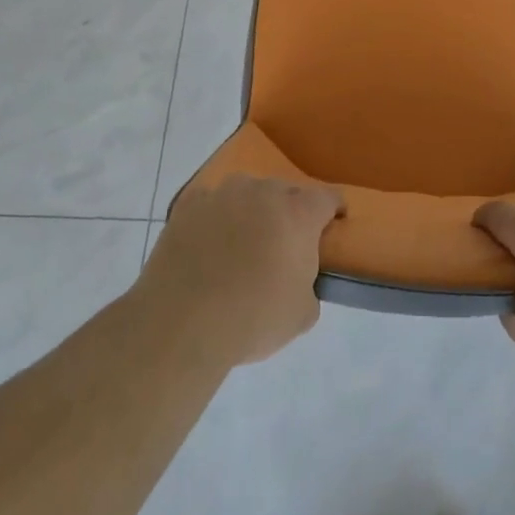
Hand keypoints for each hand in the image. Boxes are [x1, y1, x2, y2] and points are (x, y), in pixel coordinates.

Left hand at [138, 174, 342, 365]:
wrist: (180, 323)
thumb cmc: (252, 318)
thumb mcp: (302, 315)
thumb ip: (309, 287)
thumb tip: (299, 282)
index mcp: (298, 213)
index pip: (327, 197)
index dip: (333, 210)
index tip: (333, 224)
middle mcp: (262, 192)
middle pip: (286, 192)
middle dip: (290, 212)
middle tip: (284, 244)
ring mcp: (222, 194)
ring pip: (247, 193)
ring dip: (251, 211)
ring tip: (241, 242)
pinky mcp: (187, 205)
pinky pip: (211, 204)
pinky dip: (215, 219)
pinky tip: (207, 245)